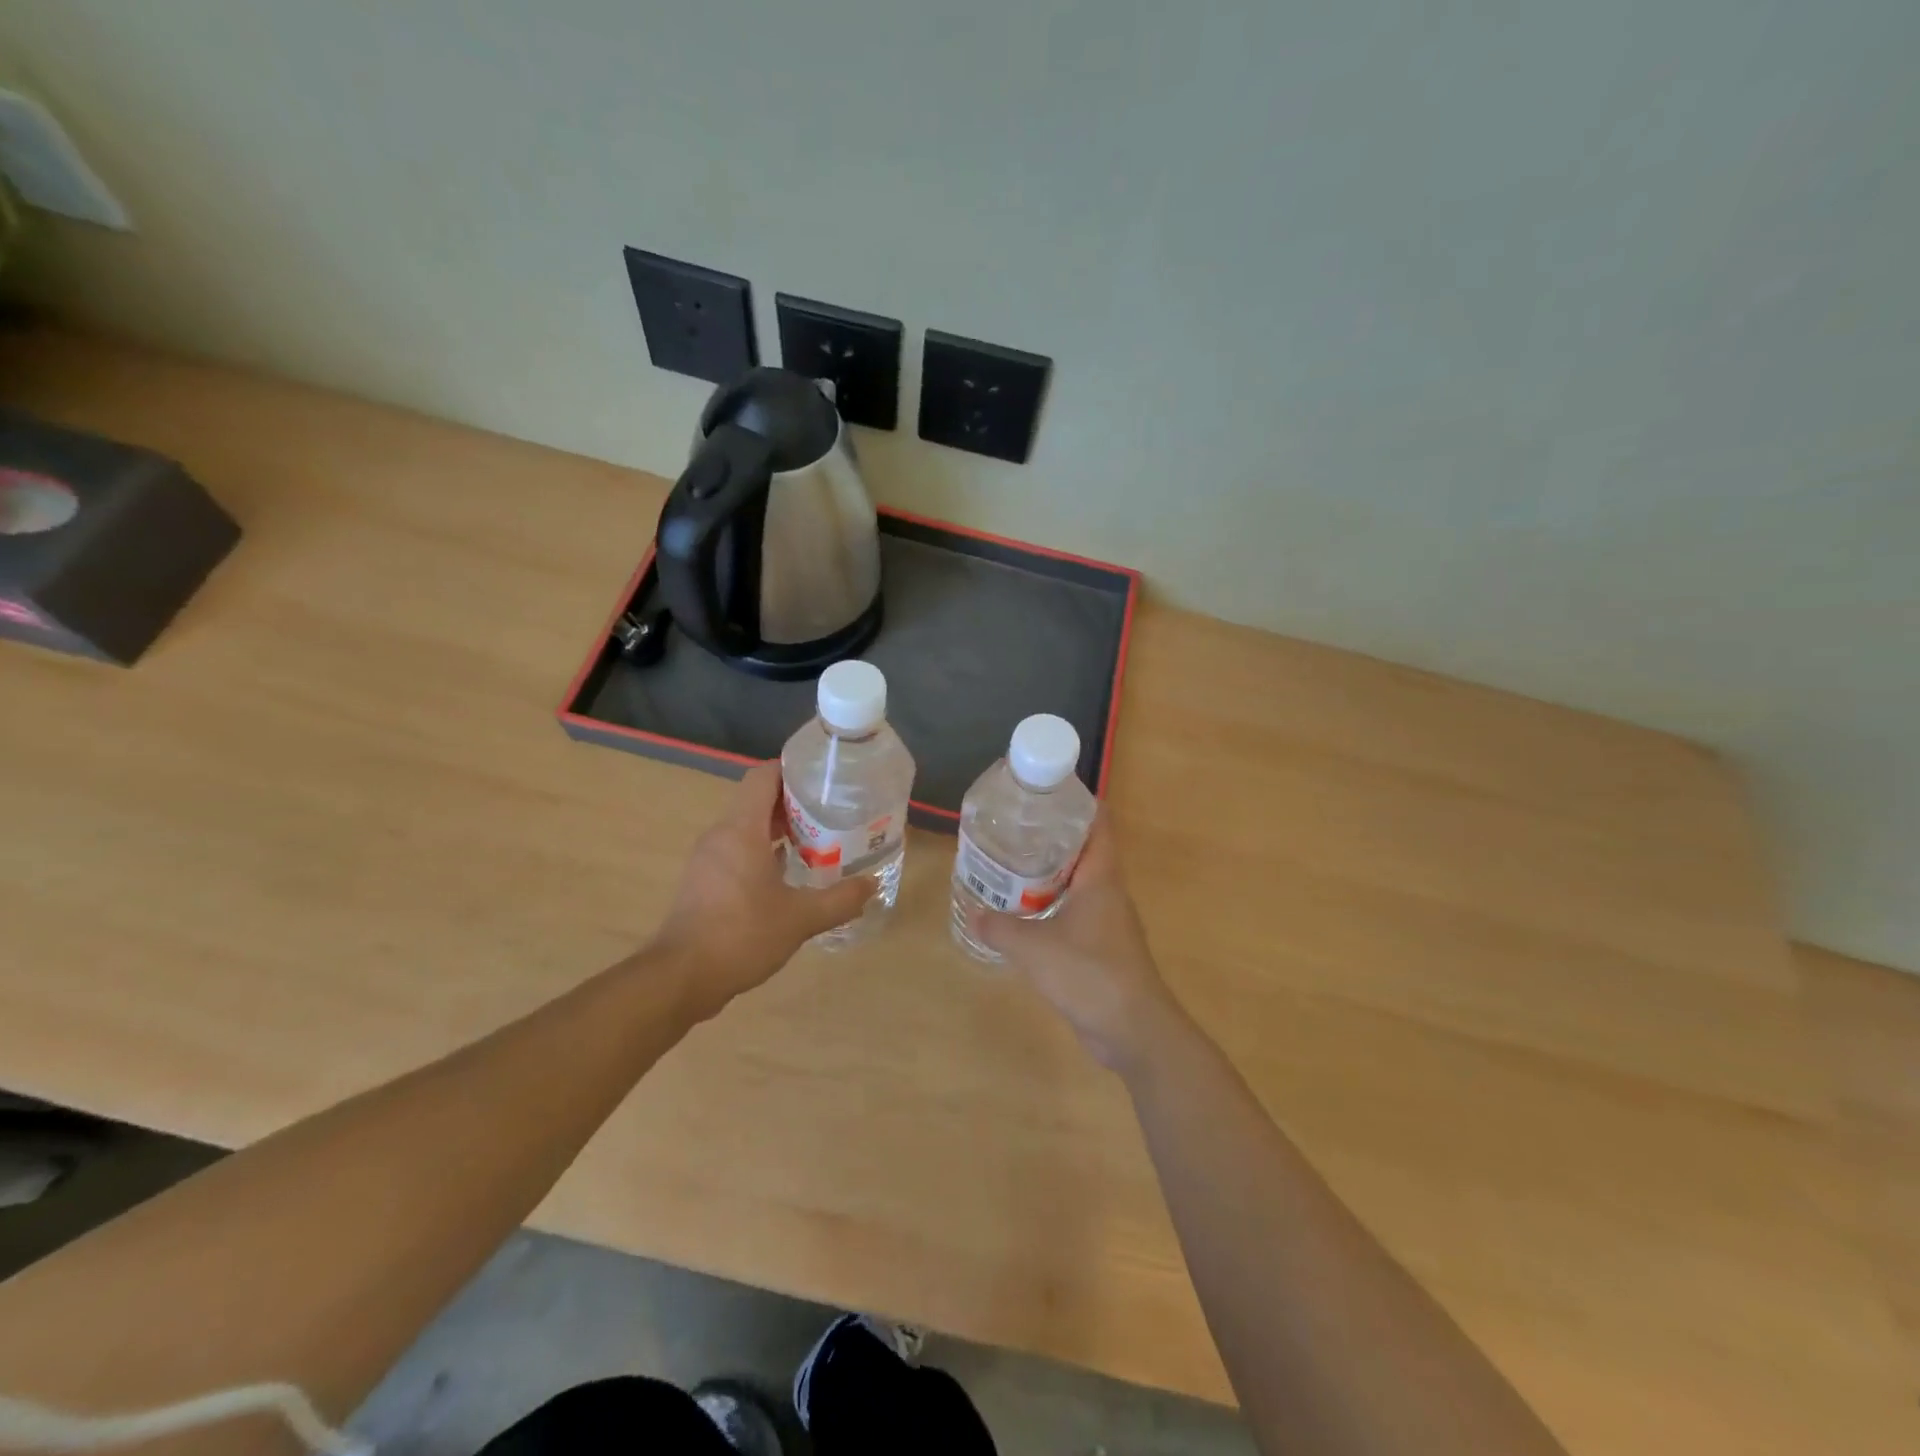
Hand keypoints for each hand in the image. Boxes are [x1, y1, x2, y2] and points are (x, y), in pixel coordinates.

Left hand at [651, 762, 873, 1019]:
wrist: (681, 978)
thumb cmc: (741, 935)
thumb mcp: (801, 918)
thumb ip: (840, 900)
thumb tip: (872, 885)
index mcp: (741, 830)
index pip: (763, 777)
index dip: (791, 769)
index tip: (823, 777)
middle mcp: (721, 835)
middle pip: (757, 800)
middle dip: (794, 802)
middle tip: (832, 812)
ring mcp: (708, 859)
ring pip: (747, 828)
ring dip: (780, 830)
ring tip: (818, 842)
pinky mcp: (703, 882)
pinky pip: (737, 852)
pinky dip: (763, 852)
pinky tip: (788, 876)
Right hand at [966, 817, 1179, 1073]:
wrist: (1133, 1030)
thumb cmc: (1089, 974)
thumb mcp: (1034, 948)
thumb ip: (1001, 929)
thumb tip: (974, 913)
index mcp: (1101, 878)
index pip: (1099, 824)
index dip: (1078, 802)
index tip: (1046, 792)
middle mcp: (1109, 893)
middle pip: (1084, 851)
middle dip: (1052, 838)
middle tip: (1014, 829)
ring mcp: (1108, 922)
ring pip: (1078, 885)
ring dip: (1050, 875)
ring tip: (1012, 867)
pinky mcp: (1103, 949)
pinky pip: (1076, 915)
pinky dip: (1053, 907)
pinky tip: (1025, 916)